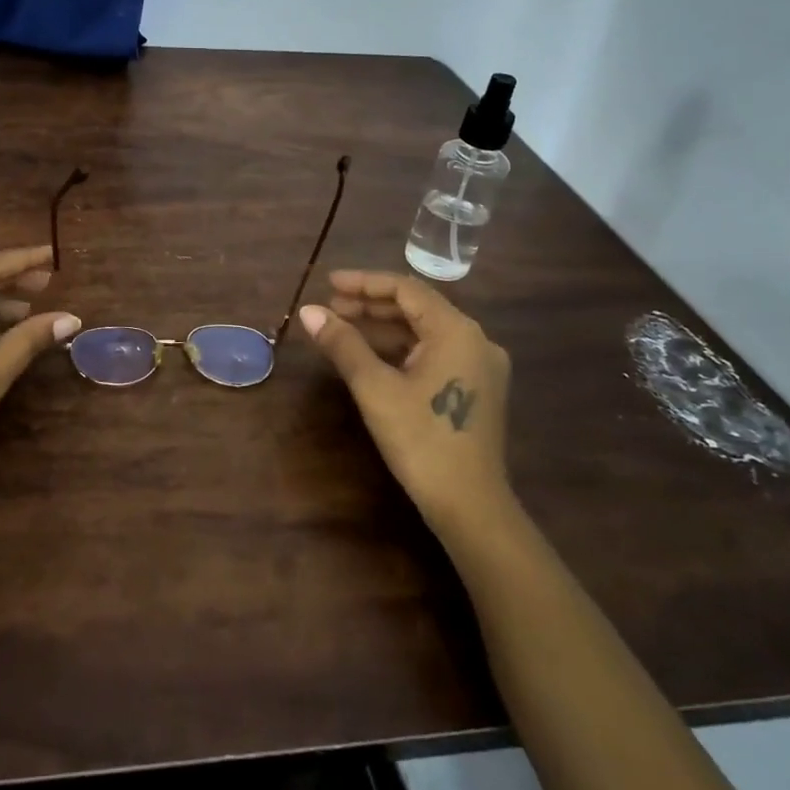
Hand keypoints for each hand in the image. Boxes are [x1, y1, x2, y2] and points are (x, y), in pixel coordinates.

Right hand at [298, 270, 512, 537]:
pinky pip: (435, 354)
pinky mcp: (476, 389)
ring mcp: (480, 366)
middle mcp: (476, 340)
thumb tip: (309, 312)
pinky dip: (402, 350)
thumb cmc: (421, 440)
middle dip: (371, 306)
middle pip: (417, 309)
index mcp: (457, 331)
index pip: (406, 290)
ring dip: (384, 328)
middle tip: (330, 309)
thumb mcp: (375, 388)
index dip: (364, 283)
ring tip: (342, 330)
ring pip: (425, 333)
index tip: (328, 284)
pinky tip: (372, 357)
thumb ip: (343, 344)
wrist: (470, 505)